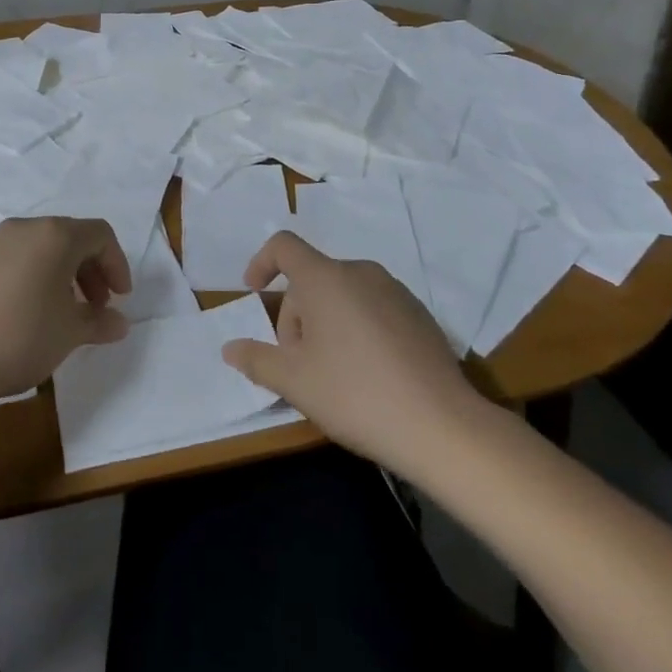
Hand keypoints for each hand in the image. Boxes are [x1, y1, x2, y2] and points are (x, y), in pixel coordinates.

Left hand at [0, 216, 131, 406]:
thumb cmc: (21, 337)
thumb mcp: (70, 332)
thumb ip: (100, 322)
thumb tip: (119, 323)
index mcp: (55, 234)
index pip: (100, 234)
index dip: (117, 264)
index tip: (120, 299)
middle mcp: (27, 227)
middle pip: (72, 237)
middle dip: (92, 270)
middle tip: (97, 307)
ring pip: (44, 247)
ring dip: (65, 274)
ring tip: (66, 313)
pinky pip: (20, 257)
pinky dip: (37, 275)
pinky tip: (33, 311)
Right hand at [221, 231, 480, 476]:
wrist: (441, 425)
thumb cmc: (355, 394)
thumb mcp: (295, 382)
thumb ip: (257, 360)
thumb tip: (229, 348)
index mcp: (325, 278)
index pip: (284, 246)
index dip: (262, 262)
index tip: (254, 292)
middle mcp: (360, 272)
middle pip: (312, 279)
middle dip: (296, 315)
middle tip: (298, 365)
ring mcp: (394, 290)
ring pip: (343, 295)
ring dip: (326, 323)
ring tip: (332, 374)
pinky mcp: (419, 314)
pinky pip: (373, 308)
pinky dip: (358, 328)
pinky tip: (369, 375)